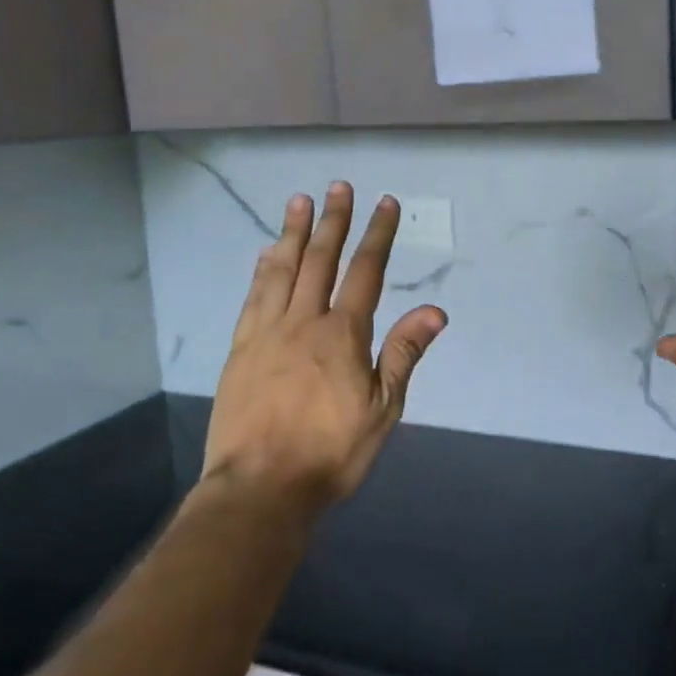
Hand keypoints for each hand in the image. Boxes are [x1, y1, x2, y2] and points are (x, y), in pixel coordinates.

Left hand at [204, 183, 446, 514]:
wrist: (260, 488)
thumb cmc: (331, 452)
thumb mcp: (383, 409)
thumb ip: (404, 354)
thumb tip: (435, 310)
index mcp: (343, 334)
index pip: (365, 272)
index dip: (377, 235)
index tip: (385, 204)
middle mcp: (303, 321)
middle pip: (320, 260)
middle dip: (333, 220)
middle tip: (339, 186)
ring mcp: (266, 332)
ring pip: (282, 270)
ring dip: (294, 233)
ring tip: (299, 201)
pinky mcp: (240, 350)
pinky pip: (253, 297)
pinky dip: (262, 270)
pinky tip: (266, 253)